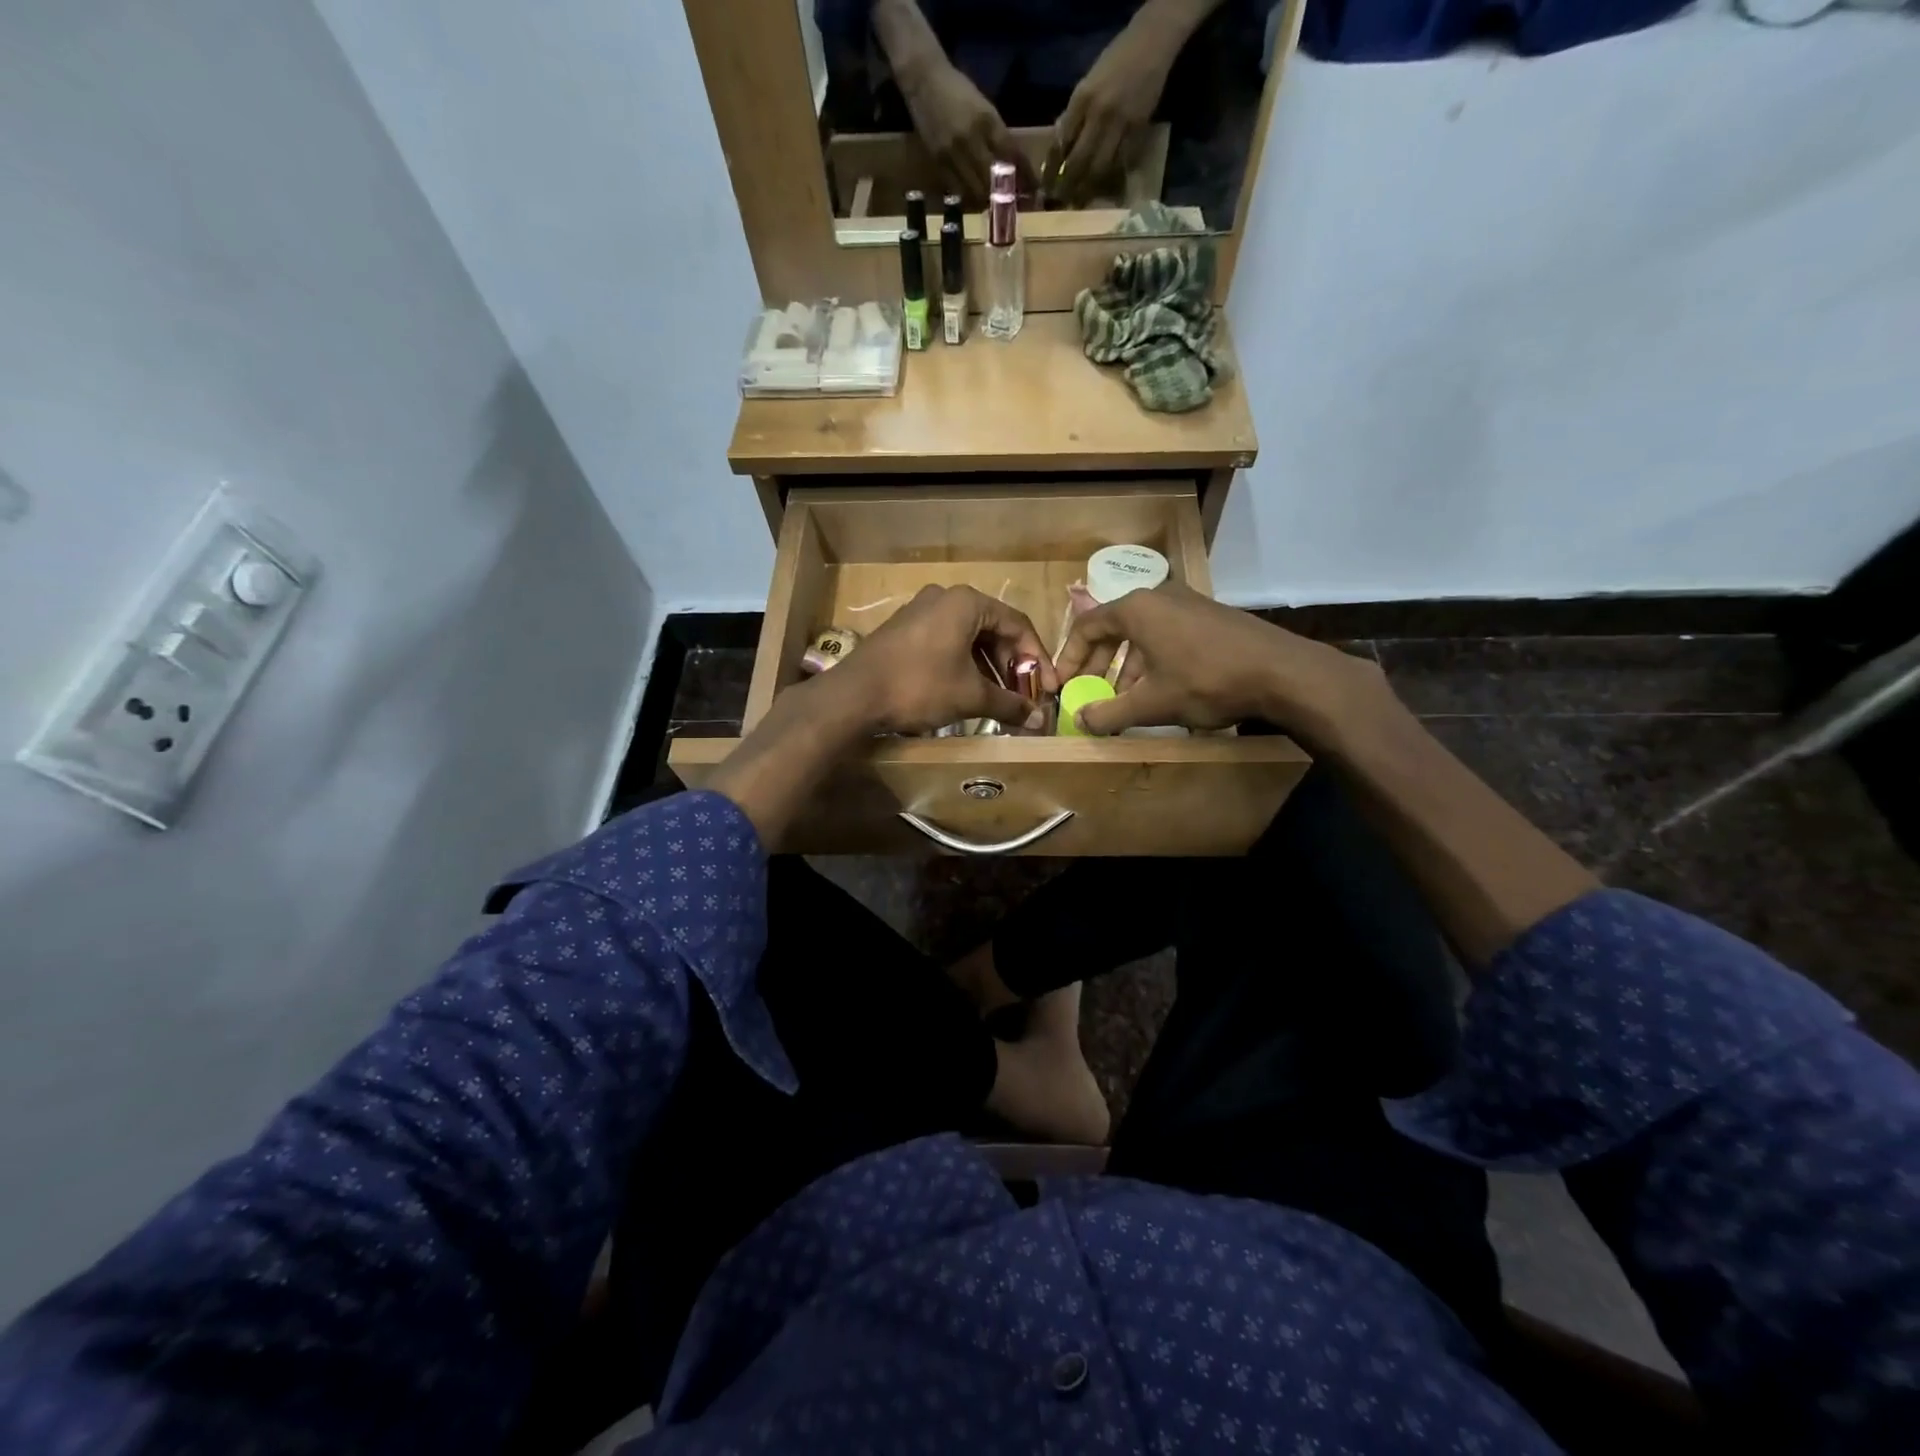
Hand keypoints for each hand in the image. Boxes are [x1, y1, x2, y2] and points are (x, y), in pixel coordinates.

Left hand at [830, 585, 1055, 735]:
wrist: (853, 696)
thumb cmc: (919, 687)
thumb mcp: (970, 696)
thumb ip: (1009, 704)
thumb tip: (1038, 720)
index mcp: (967, 602)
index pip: (1018, 625)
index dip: (1038, 658)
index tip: (1048, 688)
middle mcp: (945, 598)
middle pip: (994, 629)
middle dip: (1013, 664)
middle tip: (1024, 694)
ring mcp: (921, 611)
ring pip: (969, 637)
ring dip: (989, 667)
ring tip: (1001, 698)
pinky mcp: (905, 629)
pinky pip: (947, 641)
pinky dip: (965, 664)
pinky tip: (970, 690)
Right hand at [900, 60, 1027, 201]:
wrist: (923, 79)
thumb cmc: (957, 89)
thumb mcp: (983, 107)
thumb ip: (997, 134)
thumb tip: (1012, 163)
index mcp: (987, 120)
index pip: (1012, 154)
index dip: (1025, 175)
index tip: (1035, 190)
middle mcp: (971, 139)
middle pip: (994, 179)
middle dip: (1007, 195)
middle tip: (1015, 204)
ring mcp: (953, 153)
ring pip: (975, 190)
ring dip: (988, 201)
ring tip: (996, 207)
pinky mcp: (938, 162)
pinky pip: (957, 189)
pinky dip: (969, 197)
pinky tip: (976, 200)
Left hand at [1050, 16, 1177, 202]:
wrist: (1151, 44)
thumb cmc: (1115, 62)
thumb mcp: (1087, 83)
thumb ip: (1073, 115)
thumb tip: (1060, 149)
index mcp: (1082, 98)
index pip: (1061, 143)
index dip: (1052, 170)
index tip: (1046, 188)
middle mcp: (1100, 113)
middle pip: (1079, 162)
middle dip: (1068, 186)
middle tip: (1062, 202)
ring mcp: (1121, 124)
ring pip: (1100, 169)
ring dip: (1088, 189)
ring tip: (1080, 201)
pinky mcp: (1138, 130)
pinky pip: (1122, 163)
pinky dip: (1111, 178)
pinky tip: (1104, 188)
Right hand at [1053, 582, 1392, 740]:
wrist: (1282, 672)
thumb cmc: (1206, 681)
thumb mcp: (1152, 704)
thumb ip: (1109, 713)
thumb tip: (1079, 721)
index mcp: (1136, 609)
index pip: (1087, 626)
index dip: (1070, 658)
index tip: (1063, 685)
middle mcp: (1158, 597)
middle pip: (1113, 629)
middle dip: (1098, 665)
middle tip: (1090, 694)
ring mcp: (1188, 604)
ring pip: (1142, 635)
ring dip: (1127, 668)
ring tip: (1125, 701)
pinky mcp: (1210, 617)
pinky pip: (1166, 635)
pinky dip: (1153, 662)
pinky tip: (1161, 691)